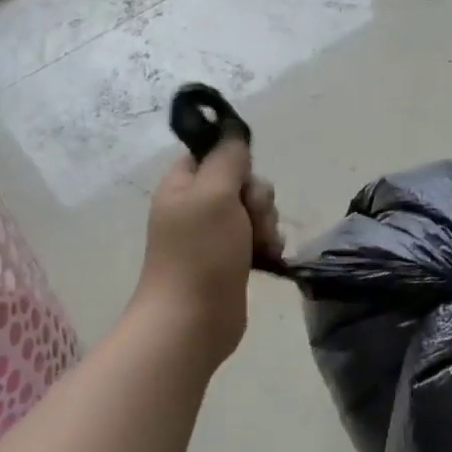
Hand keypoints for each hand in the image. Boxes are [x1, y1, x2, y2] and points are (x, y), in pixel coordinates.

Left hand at [132, 138, 283, 367]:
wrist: (193, 320)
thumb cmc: (200, 254)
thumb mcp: (213, 194)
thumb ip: (227, 159)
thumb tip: (232, 131)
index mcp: (182, 185)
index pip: (212, 153)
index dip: (234, 159)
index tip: (243, 177)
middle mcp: (196, 205)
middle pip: (242, 181)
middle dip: (257, 198)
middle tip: (248, 219)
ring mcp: (214, 234)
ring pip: (255, 210)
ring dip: (266, 223)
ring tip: (260, 245)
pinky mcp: (232, 258)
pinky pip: (259, 236)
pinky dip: (268, 243)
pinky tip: (268, 256)